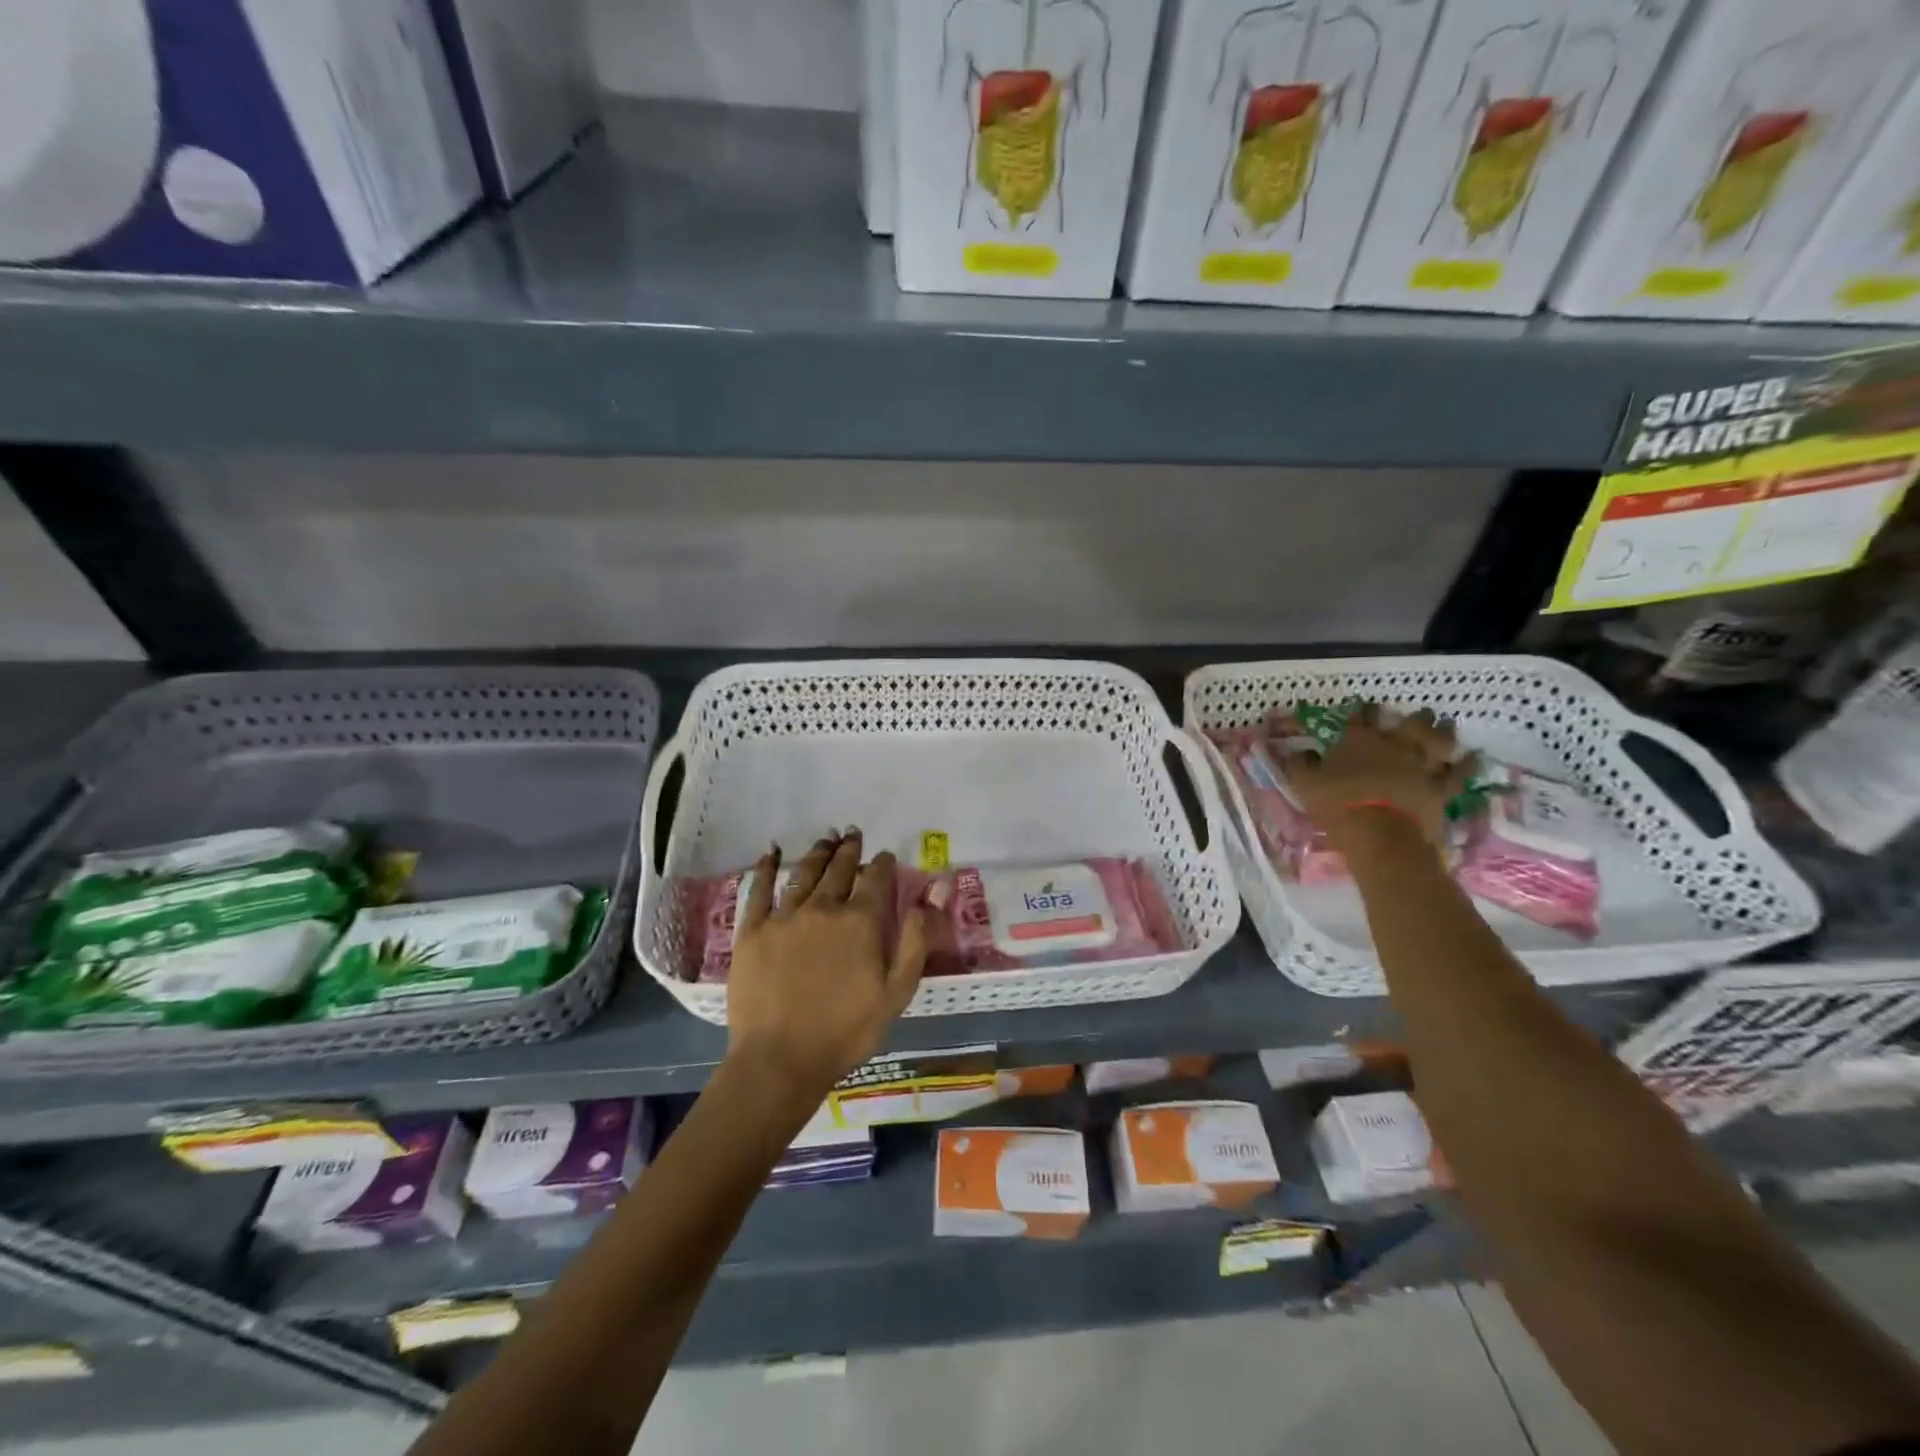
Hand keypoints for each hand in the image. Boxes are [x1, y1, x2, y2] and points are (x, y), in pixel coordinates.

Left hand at [724, 830, 935, 1103]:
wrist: (780, 1060)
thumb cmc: (846, 1031)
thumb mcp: (897, 993)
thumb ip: (916, 940)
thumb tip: (932, 893)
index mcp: (860, 921)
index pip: (876, 879)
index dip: (883, 864)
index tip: (885, 855)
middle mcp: (823, 908)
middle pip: (839, 869)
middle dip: (850, 849)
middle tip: (853, 834)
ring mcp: (784, 916)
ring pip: (804, 873)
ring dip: (818, 852)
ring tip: (825, 838)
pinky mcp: (752, 930)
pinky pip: (759, 889)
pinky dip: (767, 867)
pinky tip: (771, 852)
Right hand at [1282, 704, 1470, 849]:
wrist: (1379, 835)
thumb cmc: (1337, 805)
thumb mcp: (1304, 784)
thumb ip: (1299, 764)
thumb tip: (1298, 752)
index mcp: (1359, 741)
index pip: (1361, 717)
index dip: (1364, 709)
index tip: (1367, 703)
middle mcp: (1394, 746)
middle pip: (1408, 724)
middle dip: (1415, 716)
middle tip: (1422, 711)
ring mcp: (1421, 766)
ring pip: (1437, 742)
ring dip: (1443, 731)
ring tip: (1447, 723)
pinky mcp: (1440, 789)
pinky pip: (1459, 774)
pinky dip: (1468, 764)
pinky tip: (1475, 756)